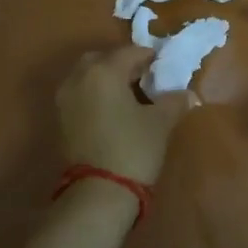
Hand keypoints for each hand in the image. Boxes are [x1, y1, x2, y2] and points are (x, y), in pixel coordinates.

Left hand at [55, 45, 197, 186]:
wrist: (98, 194)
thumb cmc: (133, 149)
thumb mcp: (161, 122)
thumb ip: (174, 101)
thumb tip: (187, 94)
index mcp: (103, 71)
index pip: (130, 52)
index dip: (149, 57)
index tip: (164, 66)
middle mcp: (79, 78)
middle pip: (102, 59)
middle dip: (123, 64)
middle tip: (144, 77)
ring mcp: (65, 99)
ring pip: (87, 76)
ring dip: (107, 79)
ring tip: (130, 95)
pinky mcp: (60, 120)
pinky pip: (80, 94)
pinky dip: (96, 94)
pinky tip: (115, 111)